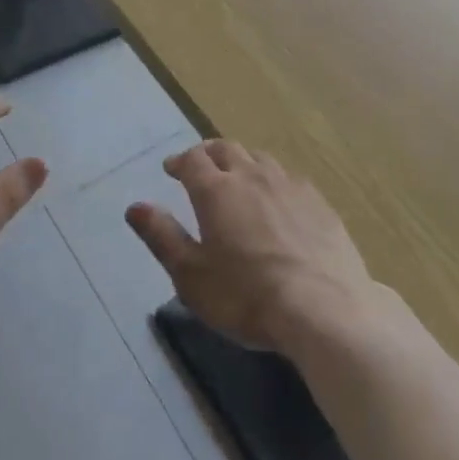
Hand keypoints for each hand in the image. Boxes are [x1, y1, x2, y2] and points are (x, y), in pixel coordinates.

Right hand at [126, 140, 378, 352]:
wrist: (324, 310)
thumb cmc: (247, 296)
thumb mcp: (192, 276)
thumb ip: (162, 237)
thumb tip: (134, 206)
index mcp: (216, 190)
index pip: (192, 160)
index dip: (179, 161)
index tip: (171, 169)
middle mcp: (251, 176)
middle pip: (226, 150)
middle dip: (209, 154)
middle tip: (200, 165)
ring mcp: (289, 186)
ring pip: (260, 159)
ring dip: (243, 162)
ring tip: (238, 177)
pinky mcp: (319, 203)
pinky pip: (289, 179)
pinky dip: (274, 181)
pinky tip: (278, 199)